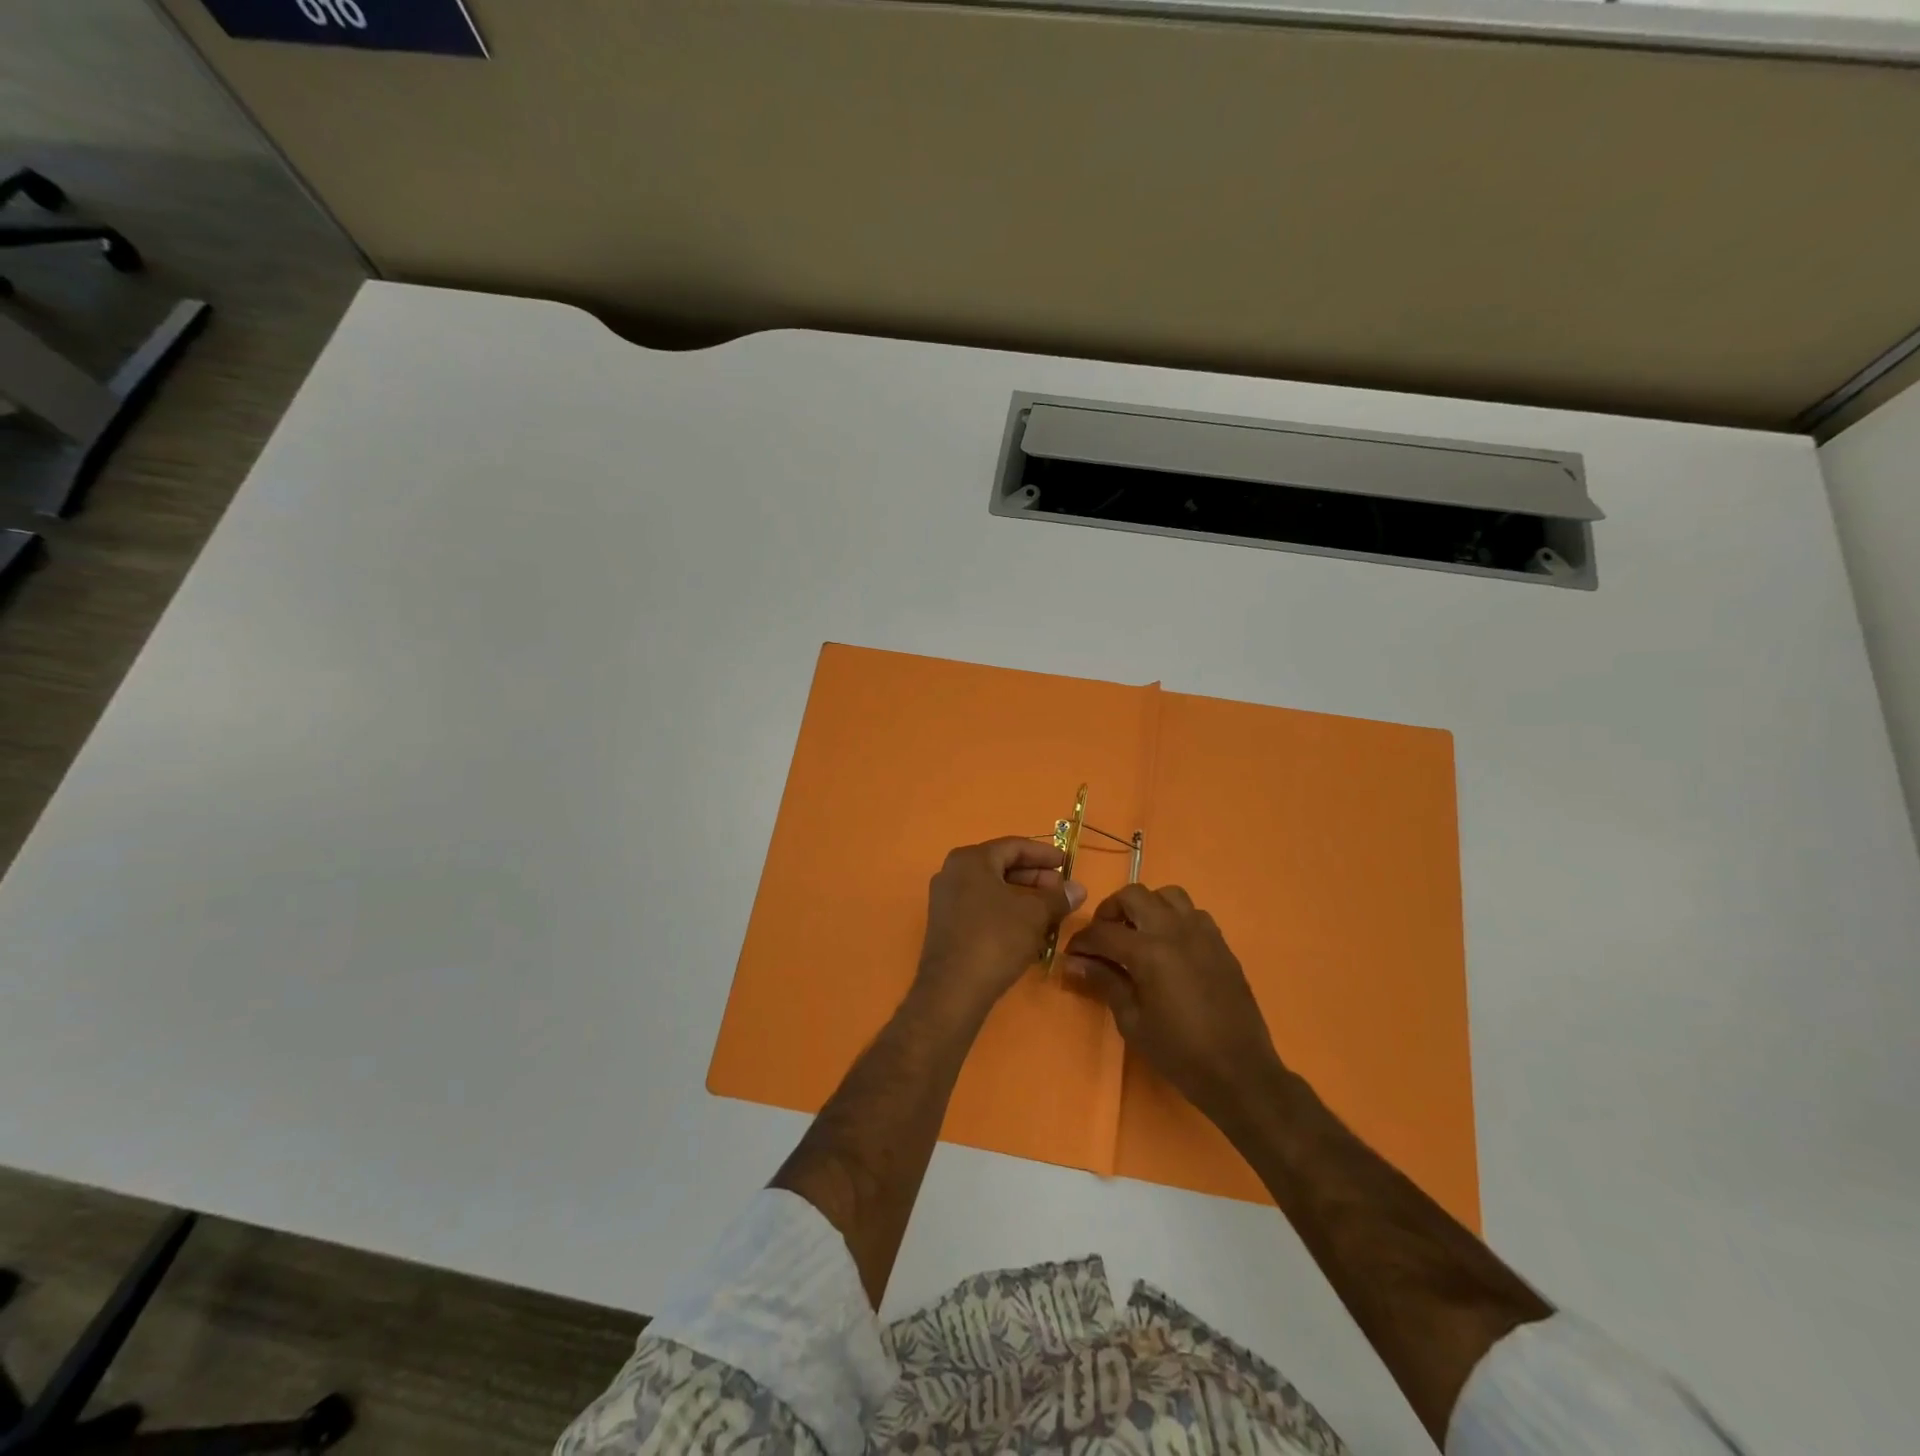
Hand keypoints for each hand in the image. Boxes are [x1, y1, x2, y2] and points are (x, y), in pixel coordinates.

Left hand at [914, 837, 1085, 1020]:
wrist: (953, 989)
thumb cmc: (995, 939)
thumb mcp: (1034, 915)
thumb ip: (1057, 897)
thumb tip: (1078, 888)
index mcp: (971, 859)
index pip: (1014, 846)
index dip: (1044, 854)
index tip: (1067, 864)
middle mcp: (953, 872)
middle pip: (1001, 866)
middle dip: (1035, 878)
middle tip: (1062, 891)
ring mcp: (946, 900)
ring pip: (992, 890)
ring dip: (1023, 898)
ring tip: (1050, 912)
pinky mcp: (946, 925)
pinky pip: (982, 908)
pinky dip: (1006, 913)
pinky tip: (1028, 930)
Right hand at [1063, 884, 1285, 1129]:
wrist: (1240, 1072)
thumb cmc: (1179, 1053)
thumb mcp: (1132, 1021)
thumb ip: (1104, 982)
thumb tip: (1073, 963)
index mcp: (1148, 951)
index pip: (1103, 932)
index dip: (1081, 942)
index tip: (1072, 955)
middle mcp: (1174, 930)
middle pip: (1133, 895)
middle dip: (1110, 911)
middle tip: (1103, 938)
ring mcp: (1202, 932)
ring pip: (1166, 895)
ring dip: (1145, 907)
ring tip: (1137, 934)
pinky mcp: (1220, 943)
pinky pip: (1192, 913)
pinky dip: (1173, 918)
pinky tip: (1169, 946)